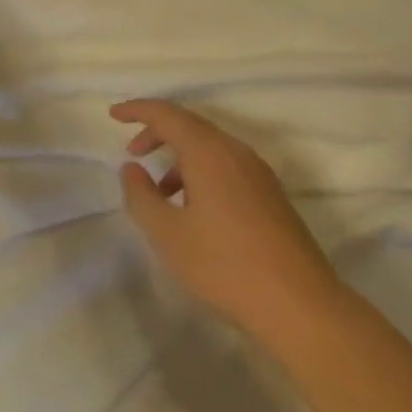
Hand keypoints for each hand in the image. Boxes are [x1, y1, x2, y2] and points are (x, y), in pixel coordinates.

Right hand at [112, 99, 341, 342]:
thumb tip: (131, 168)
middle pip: (191, 125)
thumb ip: (142, 196)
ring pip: (211, 146)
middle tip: (132, 152)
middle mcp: (235, 151)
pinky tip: (194, 208)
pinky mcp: (270, 192)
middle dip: (158, 132)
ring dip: (181, 156)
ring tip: (160, 191)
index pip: (168, 114)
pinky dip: (201, 171)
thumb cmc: (224, 265)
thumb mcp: (168, 235)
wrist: (298, 301)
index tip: (113, 114)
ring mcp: (258, 171)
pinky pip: (227, 164)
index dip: (138, 110)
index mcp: (209, 151)